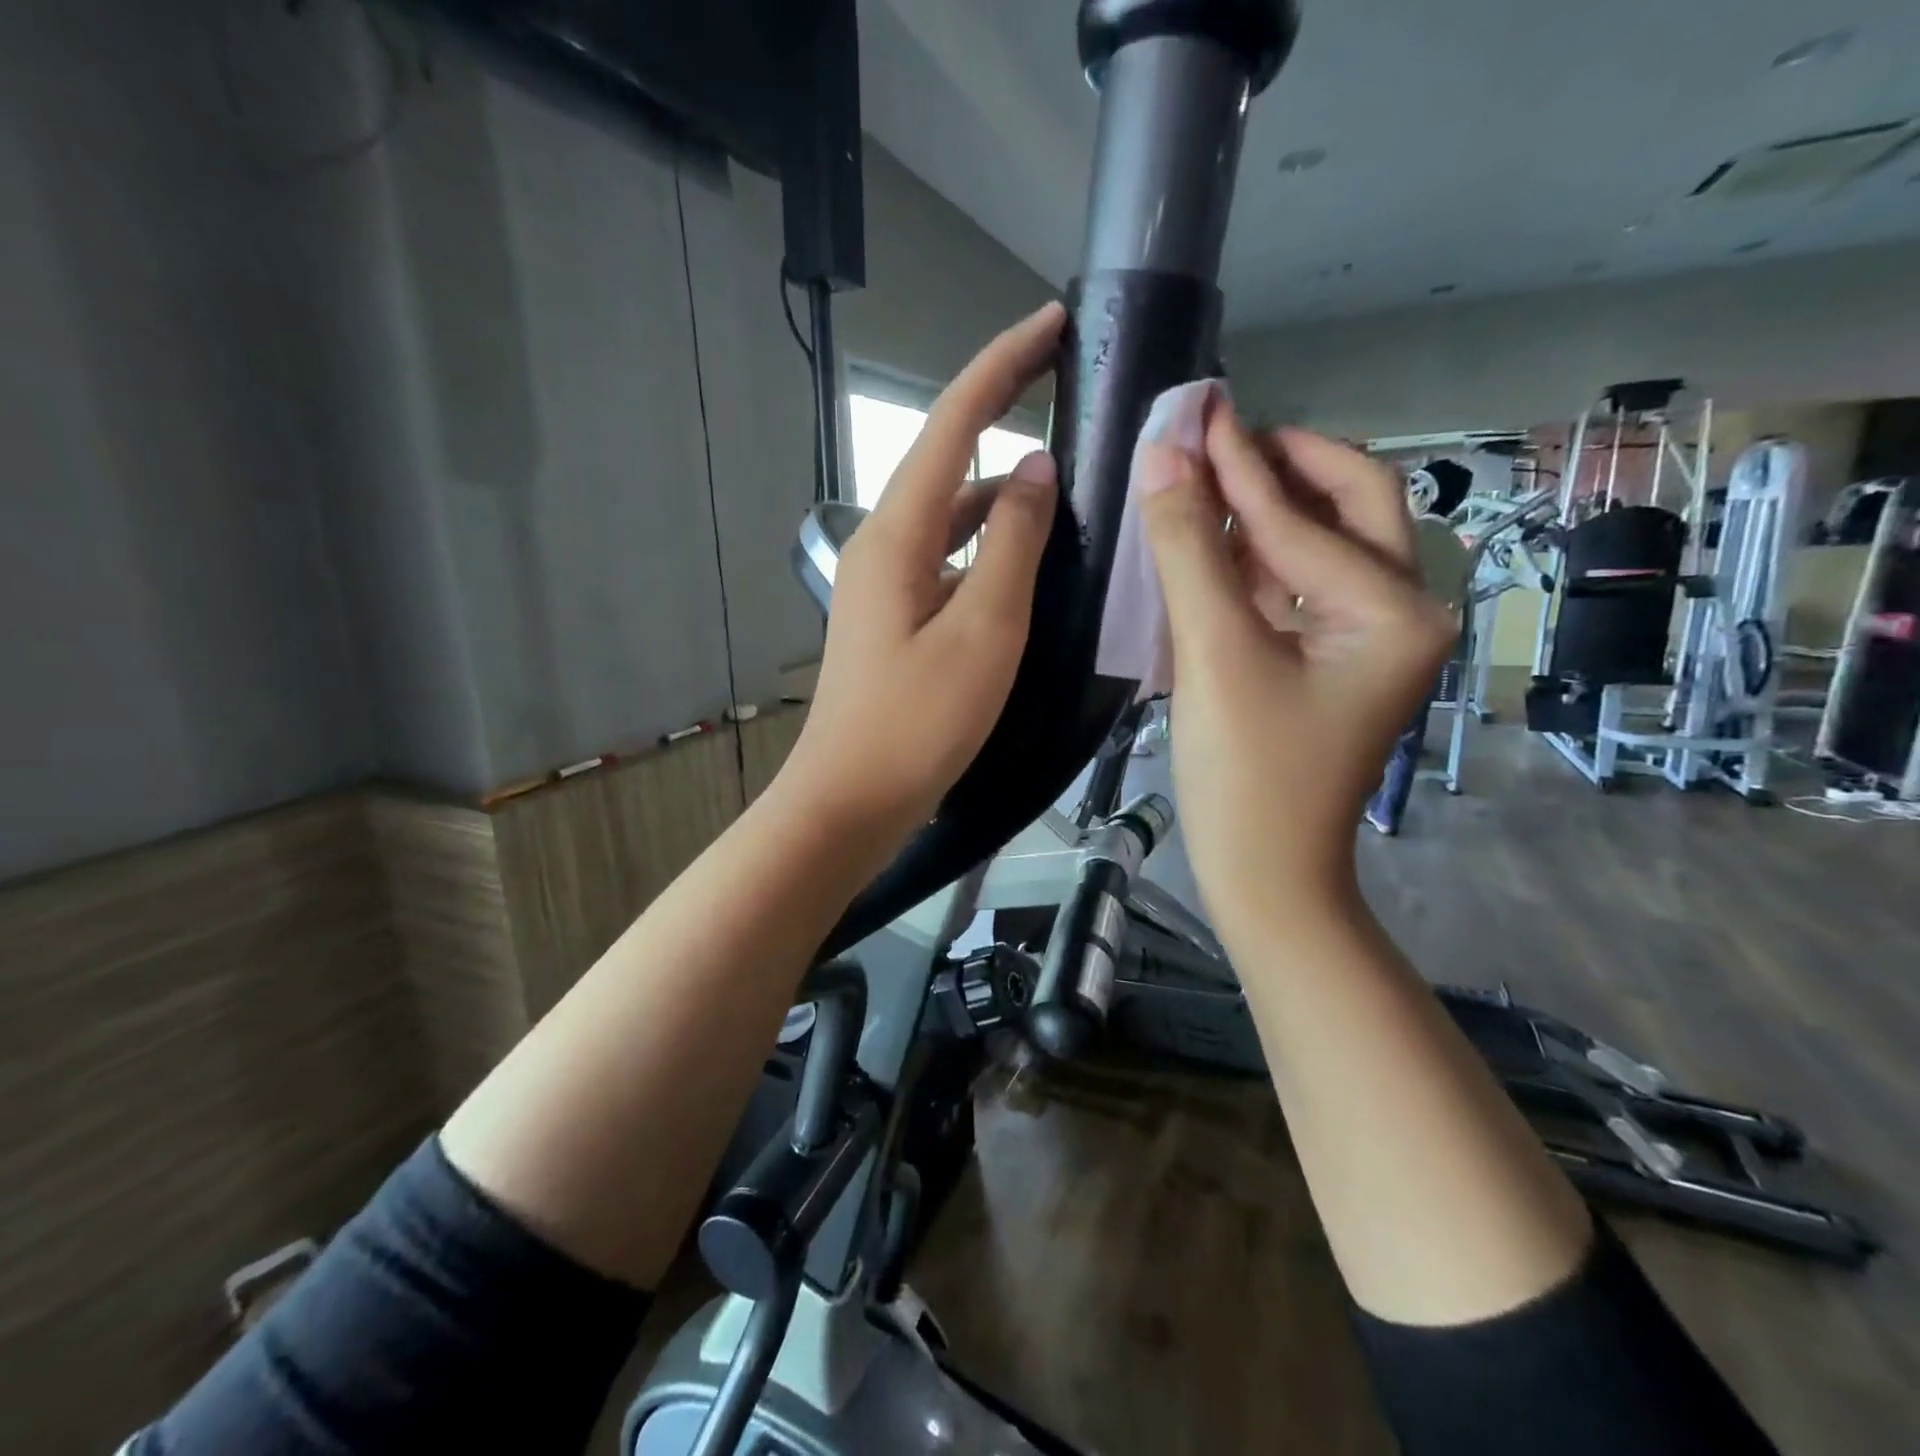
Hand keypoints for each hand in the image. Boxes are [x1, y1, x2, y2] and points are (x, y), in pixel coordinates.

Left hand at [780, 302, 1065, 845]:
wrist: (851, 797)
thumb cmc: (918, 721)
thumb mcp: (984, 630)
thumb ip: (1012, 542)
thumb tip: (1032, 467)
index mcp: (898, 533)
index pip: (951, 422)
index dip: (1002, 365)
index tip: (1052, 323)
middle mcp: (885, 544)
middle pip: (948, 461)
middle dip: (1003, 418)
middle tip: (1070, 399)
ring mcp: (887, 583)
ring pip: (952, 516)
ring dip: (1001, 494)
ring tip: (1066, 487)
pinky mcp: (897, 617)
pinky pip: (949, 560)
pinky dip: (989, 548)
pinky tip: (1027, 564)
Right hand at [1140, 409, 1455, 924]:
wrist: (1263, 875)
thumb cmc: (1246, 775)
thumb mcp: (1214, 656)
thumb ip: (1189, 551)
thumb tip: (1163, 457)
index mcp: (1395, 612)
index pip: (1305, 520)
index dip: (1238, 467)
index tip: (1197, 408)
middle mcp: (1401, 614)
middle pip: (1349, 509)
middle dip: (1283, 467)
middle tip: (1219, 434)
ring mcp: (1370, 639)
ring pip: (1322, 546)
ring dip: (1265, 509)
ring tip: (1206, 474)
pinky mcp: (1333, 661)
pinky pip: (1299, 587)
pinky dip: (1255, 558)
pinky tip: (1211, 541)